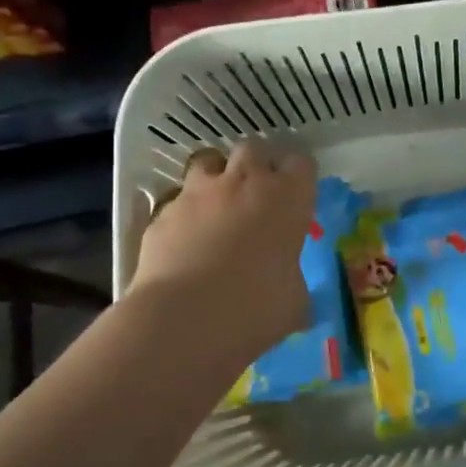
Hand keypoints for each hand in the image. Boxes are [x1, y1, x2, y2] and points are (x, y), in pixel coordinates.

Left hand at [128, 140, 316, 362]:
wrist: (186, 317)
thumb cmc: (258, 307)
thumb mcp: (294, 300)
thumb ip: (293, 280)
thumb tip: (290, 288)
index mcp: (288, 198)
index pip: (301, 163)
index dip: (298, 177)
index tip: (296, 196)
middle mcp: (245, 183)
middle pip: (253, 148)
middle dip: (256, 165)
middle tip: (256, 194)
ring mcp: (199, 193)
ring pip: (208, 160)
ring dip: (215, 176)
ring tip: (216, 204)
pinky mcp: (163, 212)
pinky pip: (177, 200)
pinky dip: (184, 213)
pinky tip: (185, 239)